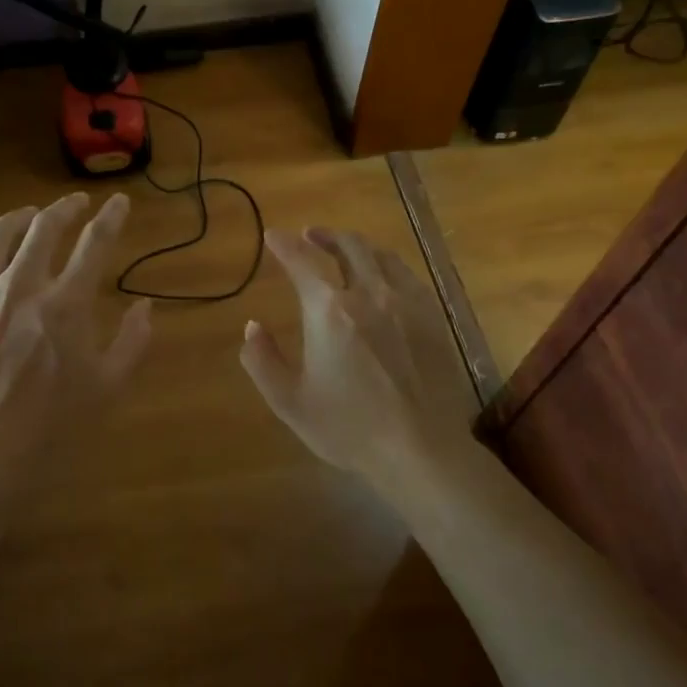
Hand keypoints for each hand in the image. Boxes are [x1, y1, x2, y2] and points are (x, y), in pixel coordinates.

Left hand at [0, 192, 151, 472]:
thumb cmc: (50, 425)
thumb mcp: (107, 388)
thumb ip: (132, 343)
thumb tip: (144, 307)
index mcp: (66, 304)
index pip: (94, 244)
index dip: (111, 218)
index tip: (119, 202)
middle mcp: (20, 286)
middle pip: (43, 229)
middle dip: (65, 208)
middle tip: (75, 203)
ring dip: (16, 218)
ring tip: (27, 214)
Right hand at [240, 227, 474, 480]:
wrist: (422, 451)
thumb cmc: (349, 429)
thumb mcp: (290, 402)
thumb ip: (262, 360)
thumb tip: (251, 327)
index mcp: (330, 311)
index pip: (302, 262)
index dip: (284, 244)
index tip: (273, 235)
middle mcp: (370, 294)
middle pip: (349, 246)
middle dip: (325, 236)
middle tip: (310, 235)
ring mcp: (407, 303)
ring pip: (382, 256)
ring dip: (358, 246)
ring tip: (346, 250)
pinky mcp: (434, 318)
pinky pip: (408, 276)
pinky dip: (388, 266)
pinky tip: (385, 278)